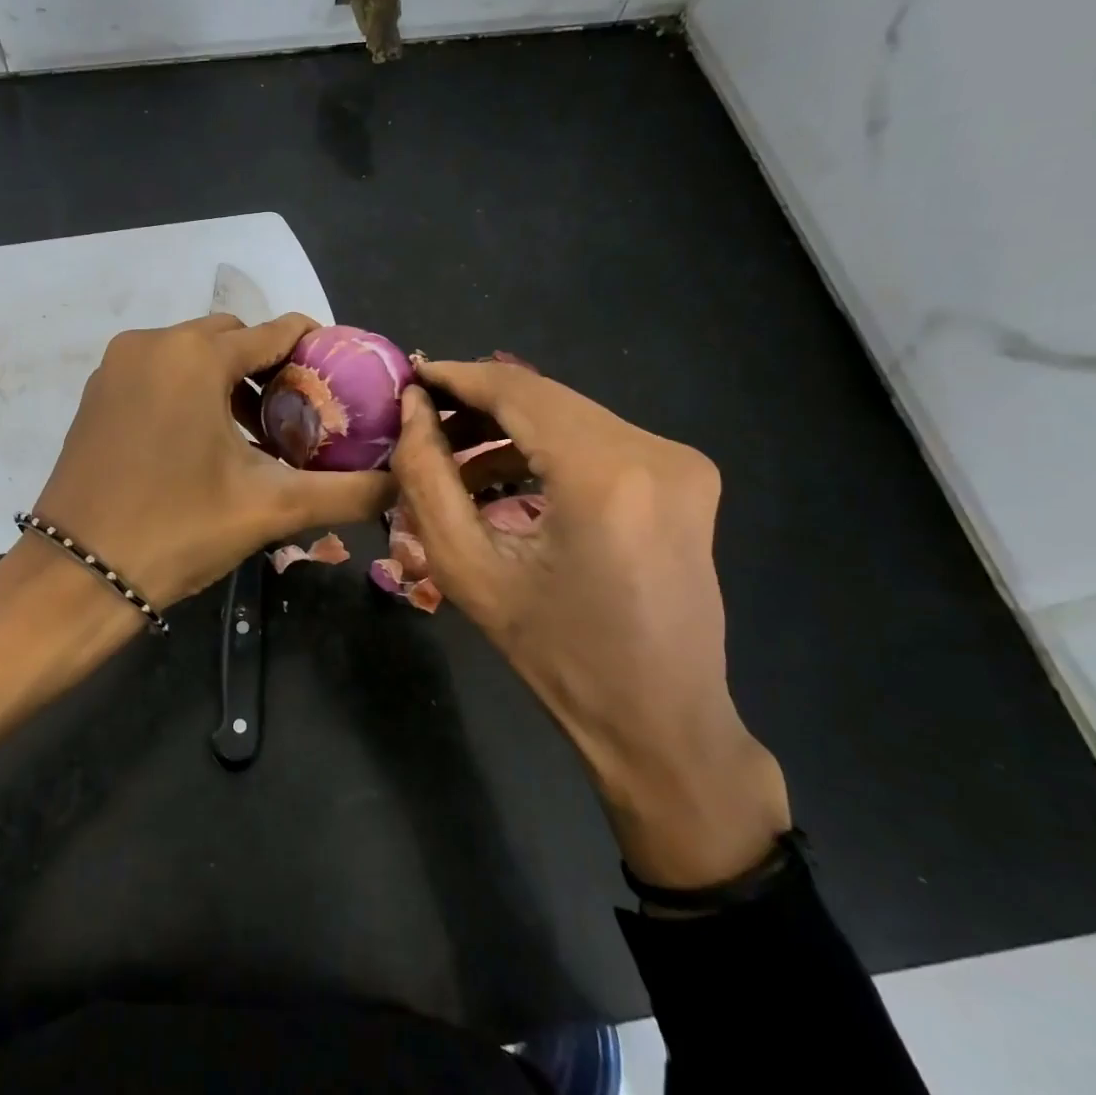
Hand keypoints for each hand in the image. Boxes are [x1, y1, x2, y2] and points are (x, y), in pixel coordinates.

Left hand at [35, 313, 395, 609]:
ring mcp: (116, 367)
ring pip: (193, 355)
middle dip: (271, 369)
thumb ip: (347, 492)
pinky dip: (190, 392)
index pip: (277, 331)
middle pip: (233, 338)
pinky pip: (159, 374)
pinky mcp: (97, 394)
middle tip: (301, 417)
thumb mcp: (270, 507)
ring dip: (229, 382)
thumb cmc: (176, 529)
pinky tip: (208, 441)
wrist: (77, 575)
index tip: (344, 382)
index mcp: (195, 354)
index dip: (318, 351)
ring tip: (260, 434)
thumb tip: (403, 484)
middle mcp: (152, 343)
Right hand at [391, 358, 789, 887]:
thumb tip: (413, 411)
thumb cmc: (555, 655)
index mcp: (604, 475)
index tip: (410, 374)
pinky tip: (505, 479)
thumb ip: (427, 479)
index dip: (457, 376)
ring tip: (453, 461)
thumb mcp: (469, 569)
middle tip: (421, 422)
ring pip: (570, 415)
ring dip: (508, 429)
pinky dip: (545, 448)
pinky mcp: (686, 477)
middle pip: (545, 397)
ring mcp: (680, 462)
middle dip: (477, 404)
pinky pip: (597, 439)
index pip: (516, 390)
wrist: (660, 720)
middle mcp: (654, 451)